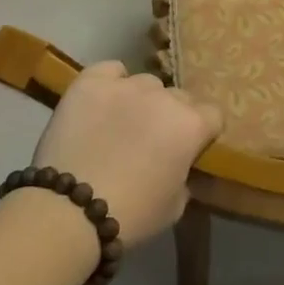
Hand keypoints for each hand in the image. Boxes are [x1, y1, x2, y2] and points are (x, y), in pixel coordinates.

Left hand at [30, 61, 222, 246]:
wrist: (70, 211)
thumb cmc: (132, 214)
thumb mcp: (175, 205)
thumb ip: (185, 176)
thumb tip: (179, 166)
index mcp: (191, 125)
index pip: (213, 115)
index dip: (202, 133)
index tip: (190, 149)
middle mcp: (165, 97)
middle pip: (179, 98)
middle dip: (171, 116)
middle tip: (153, 142)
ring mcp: (127, 85)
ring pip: (146, 84)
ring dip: (142, 100)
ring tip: (121, 123)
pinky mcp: (91, 82)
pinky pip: (110, 70)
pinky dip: (111, 82)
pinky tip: (103, 100)